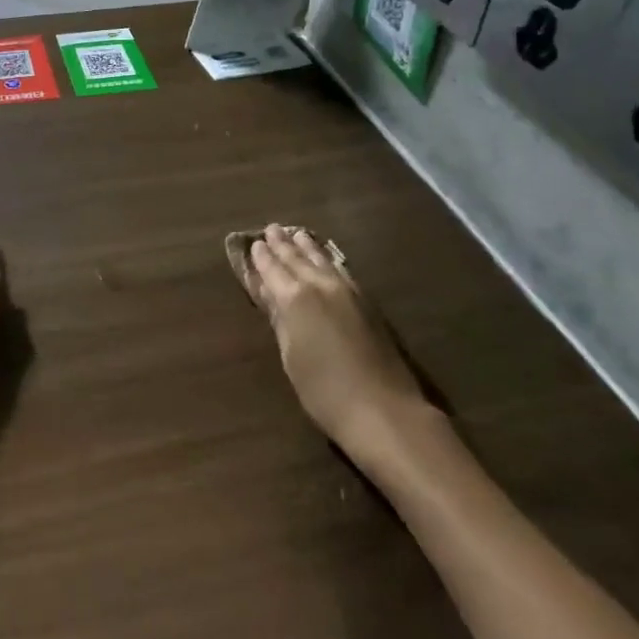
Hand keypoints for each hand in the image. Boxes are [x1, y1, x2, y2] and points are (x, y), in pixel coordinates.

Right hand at [248, 225, 434, 452]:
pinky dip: (329, 258)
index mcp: (294, 298)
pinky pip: (341, 269)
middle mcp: (320, 285)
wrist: (383, 409)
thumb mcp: (291, 356)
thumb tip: (269, 293)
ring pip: (322, 260)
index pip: (272, 270)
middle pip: (297, 259)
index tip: (255, 244)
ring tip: (296, 233)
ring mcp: (347, 291)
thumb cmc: (324, 391)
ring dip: (307, 246)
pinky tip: (327, 258)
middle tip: (272, 229)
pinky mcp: (367, 301)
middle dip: (283, 244)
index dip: (262, 258)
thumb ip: (279, 319)